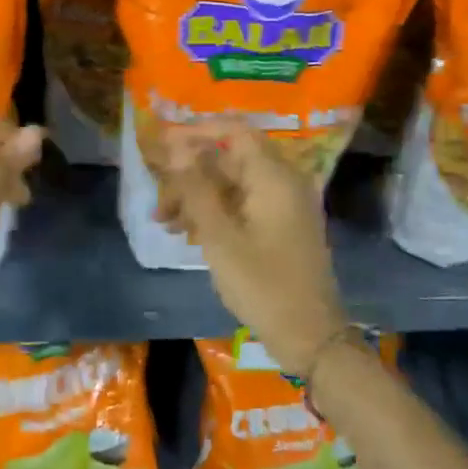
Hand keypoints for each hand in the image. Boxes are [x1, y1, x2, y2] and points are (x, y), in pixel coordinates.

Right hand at [154, 119, 346, 373]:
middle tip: (158, 200)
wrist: (310, 336)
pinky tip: (187, 233)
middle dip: (189, 174)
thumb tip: (176, 147)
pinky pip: (243, 205)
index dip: (197, 132)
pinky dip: (215, 213)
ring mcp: (284, 206)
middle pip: (230, 160)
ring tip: (164, 222)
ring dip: (197, 197)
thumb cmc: (262, 284)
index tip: (163, 144)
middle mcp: (283, 183)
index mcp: (274, 177)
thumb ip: (196, 187)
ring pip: (232, 185)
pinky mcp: (281, 227)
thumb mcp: (219, 236)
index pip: (235, 131)